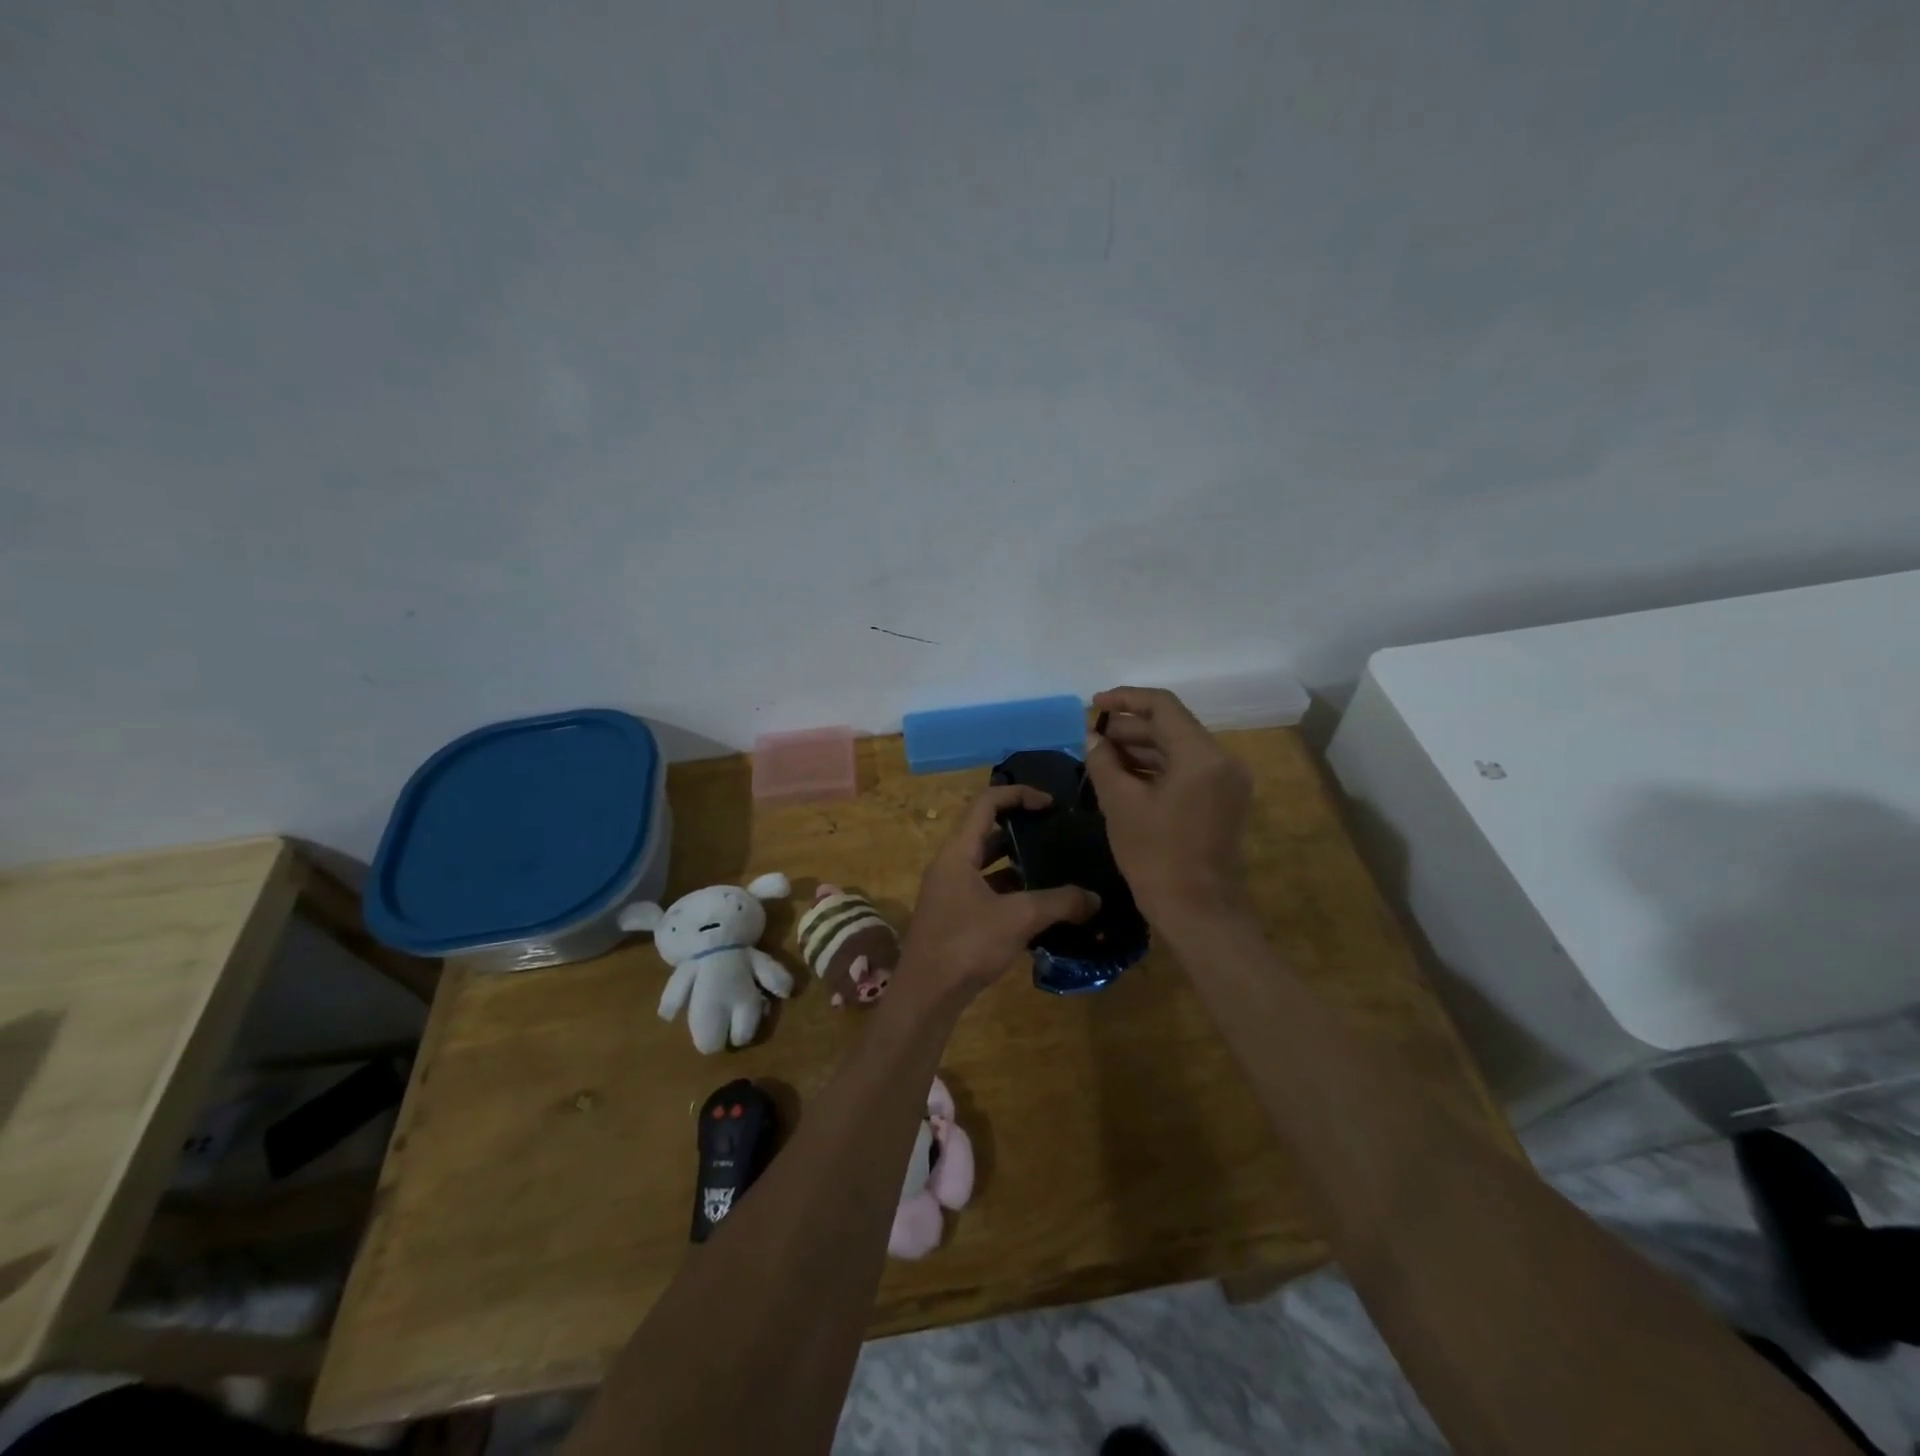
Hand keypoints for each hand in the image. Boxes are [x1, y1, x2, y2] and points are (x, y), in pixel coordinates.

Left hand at [899, 785, 1100, 999]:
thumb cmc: (966, 944)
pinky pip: (987, 892)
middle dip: (1021, 830)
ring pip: (987, 865)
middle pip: (986, 832)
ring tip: (1055, 869)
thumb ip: (1059, 903)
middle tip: (1056, 834)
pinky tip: (1040, 908)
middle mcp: (950, 865)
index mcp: (957, 852)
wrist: (926, 995)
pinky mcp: (955, 918)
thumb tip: (1095, 898)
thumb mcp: (1018, 918)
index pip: (986, 803)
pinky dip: (1012, 893)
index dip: (1018, 794)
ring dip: (1018, 864)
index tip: (1050, 804)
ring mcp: (950, 892)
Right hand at [1082, 686, 1253, 932]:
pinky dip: (1157, 768)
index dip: (1125, 699)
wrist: (1198, 911)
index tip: (1094, 705)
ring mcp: (1227, 781)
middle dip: (1130, 728)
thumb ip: (1104, 762)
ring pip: (1179, 749)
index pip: (1162, 706)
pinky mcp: (1223, 800)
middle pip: (1172, 726)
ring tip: (1101, 755)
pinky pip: (1187, 770)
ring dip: (1141, 748)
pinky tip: (1124, 776)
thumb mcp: (1120, 804)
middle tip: (1091, 737)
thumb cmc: (1156, 856)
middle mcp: (1222, 760)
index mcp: (1201, 755)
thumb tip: (1094, 739)